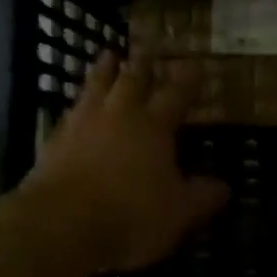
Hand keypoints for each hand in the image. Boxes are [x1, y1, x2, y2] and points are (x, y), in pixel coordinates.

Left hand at [23, 52, 229, 273]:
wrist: (59, 227)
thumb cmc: (130, 216)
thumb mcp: (179, 213)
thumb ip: (203, 196)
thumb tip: (223, 186)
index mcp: (153, 126)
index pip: (176, 94)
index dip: (188, 80)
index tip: (195, 65)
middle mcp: (118, 115)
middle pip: (131, 80)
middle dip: (142, 65)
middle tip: (147, 49)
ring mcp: (81, 125)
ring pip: (95, 86)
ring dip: (104, 70)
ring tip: (108, 56)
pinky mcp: (53, 143)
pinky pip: (69, 112)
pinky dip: (78, 104)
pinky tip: (76, 107)